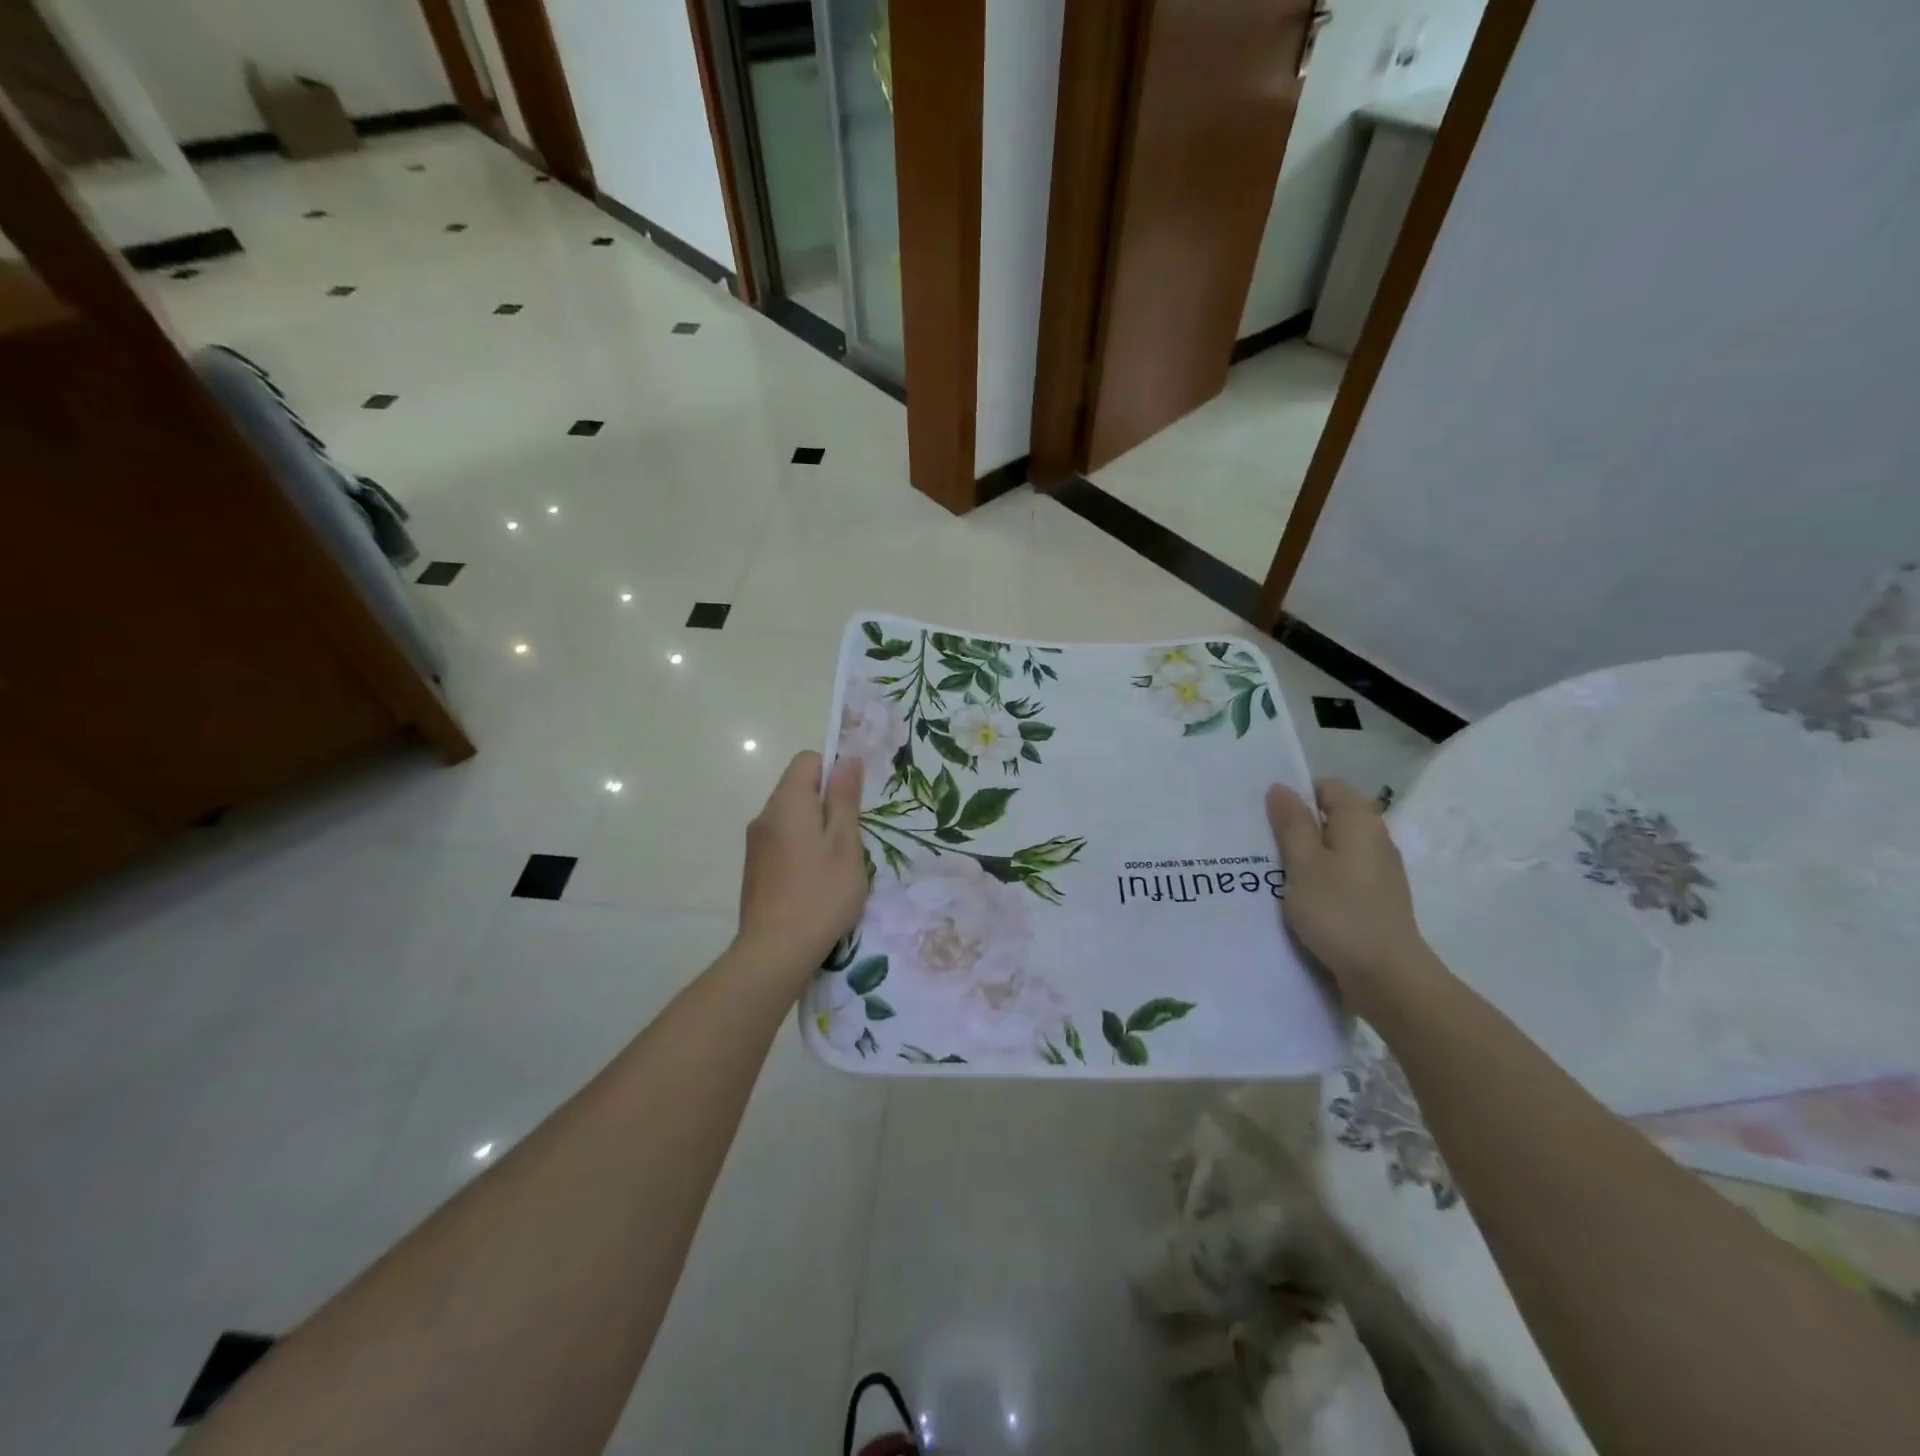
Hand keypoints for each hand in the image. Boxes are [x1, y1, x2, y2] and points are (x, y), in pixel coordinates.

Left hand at [737, 751, 867, 981]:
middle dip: (828, 804)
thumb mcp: (845, 843)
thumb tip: (847, 759)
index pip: (808, 761)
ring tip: (838, 864)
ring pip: (792, 819)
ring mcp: (756, 845)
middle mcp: (765, 816)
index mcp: (787, 803)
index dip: (834, 772)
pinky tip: (817, 882)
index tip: (854, 802)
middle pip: (799, 790)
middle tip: (853, 837)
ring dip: (817, 830)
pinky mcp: (755, 869)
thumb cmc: (820, 893)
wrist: (776, 951)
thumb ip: (844, 799)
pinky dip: (803, 850)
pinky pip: (783, 843)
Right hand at [1266, 779, 1431, 1016]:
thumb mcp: (1303, 863)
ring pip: (1334, 850)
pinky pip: (1340, 876)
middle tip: (1260, 842)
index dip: (1296, 794)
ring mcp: (1378, 872)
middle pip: (1330, 818)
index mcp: (1360, 822)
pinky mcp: (1375, 900)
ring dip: (1304, 857)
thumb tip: (1281, 788)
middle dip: (1296, 827)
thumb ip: (1291, 824)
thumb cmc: (1339, 911)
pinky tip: (1296, 899)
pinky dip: (1318, 880)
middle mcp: (1375, 840)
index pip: (1327, 787)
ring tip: (1270, 872)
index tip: (1265, 814)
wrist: (1386, 976)